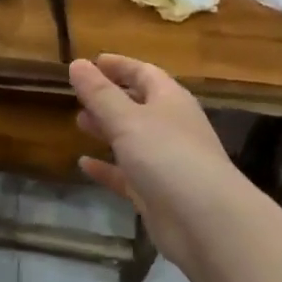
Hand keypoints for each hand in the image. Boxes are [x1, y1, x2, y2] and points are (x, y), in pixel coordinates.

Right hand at [70, 53, 246, 267]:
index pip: (144, 72)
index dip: (119, 65)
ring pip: (132, 139)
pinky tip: (83, 164)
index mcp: (170, 101)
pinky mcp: (156, 192)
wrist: (204, 221)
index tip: (93, 61)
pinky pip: (127, 174)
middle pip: (139, 104)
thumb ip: (99, 94)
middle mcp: (171, 127)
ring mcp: (165, 161)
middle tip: (80, 95)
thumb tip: (76, 63)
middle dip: (110, 97)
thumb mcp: (127, 119)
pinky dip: (107, 168)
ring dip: (107, 129)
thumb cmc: (167, 156)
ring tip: (79, 122)